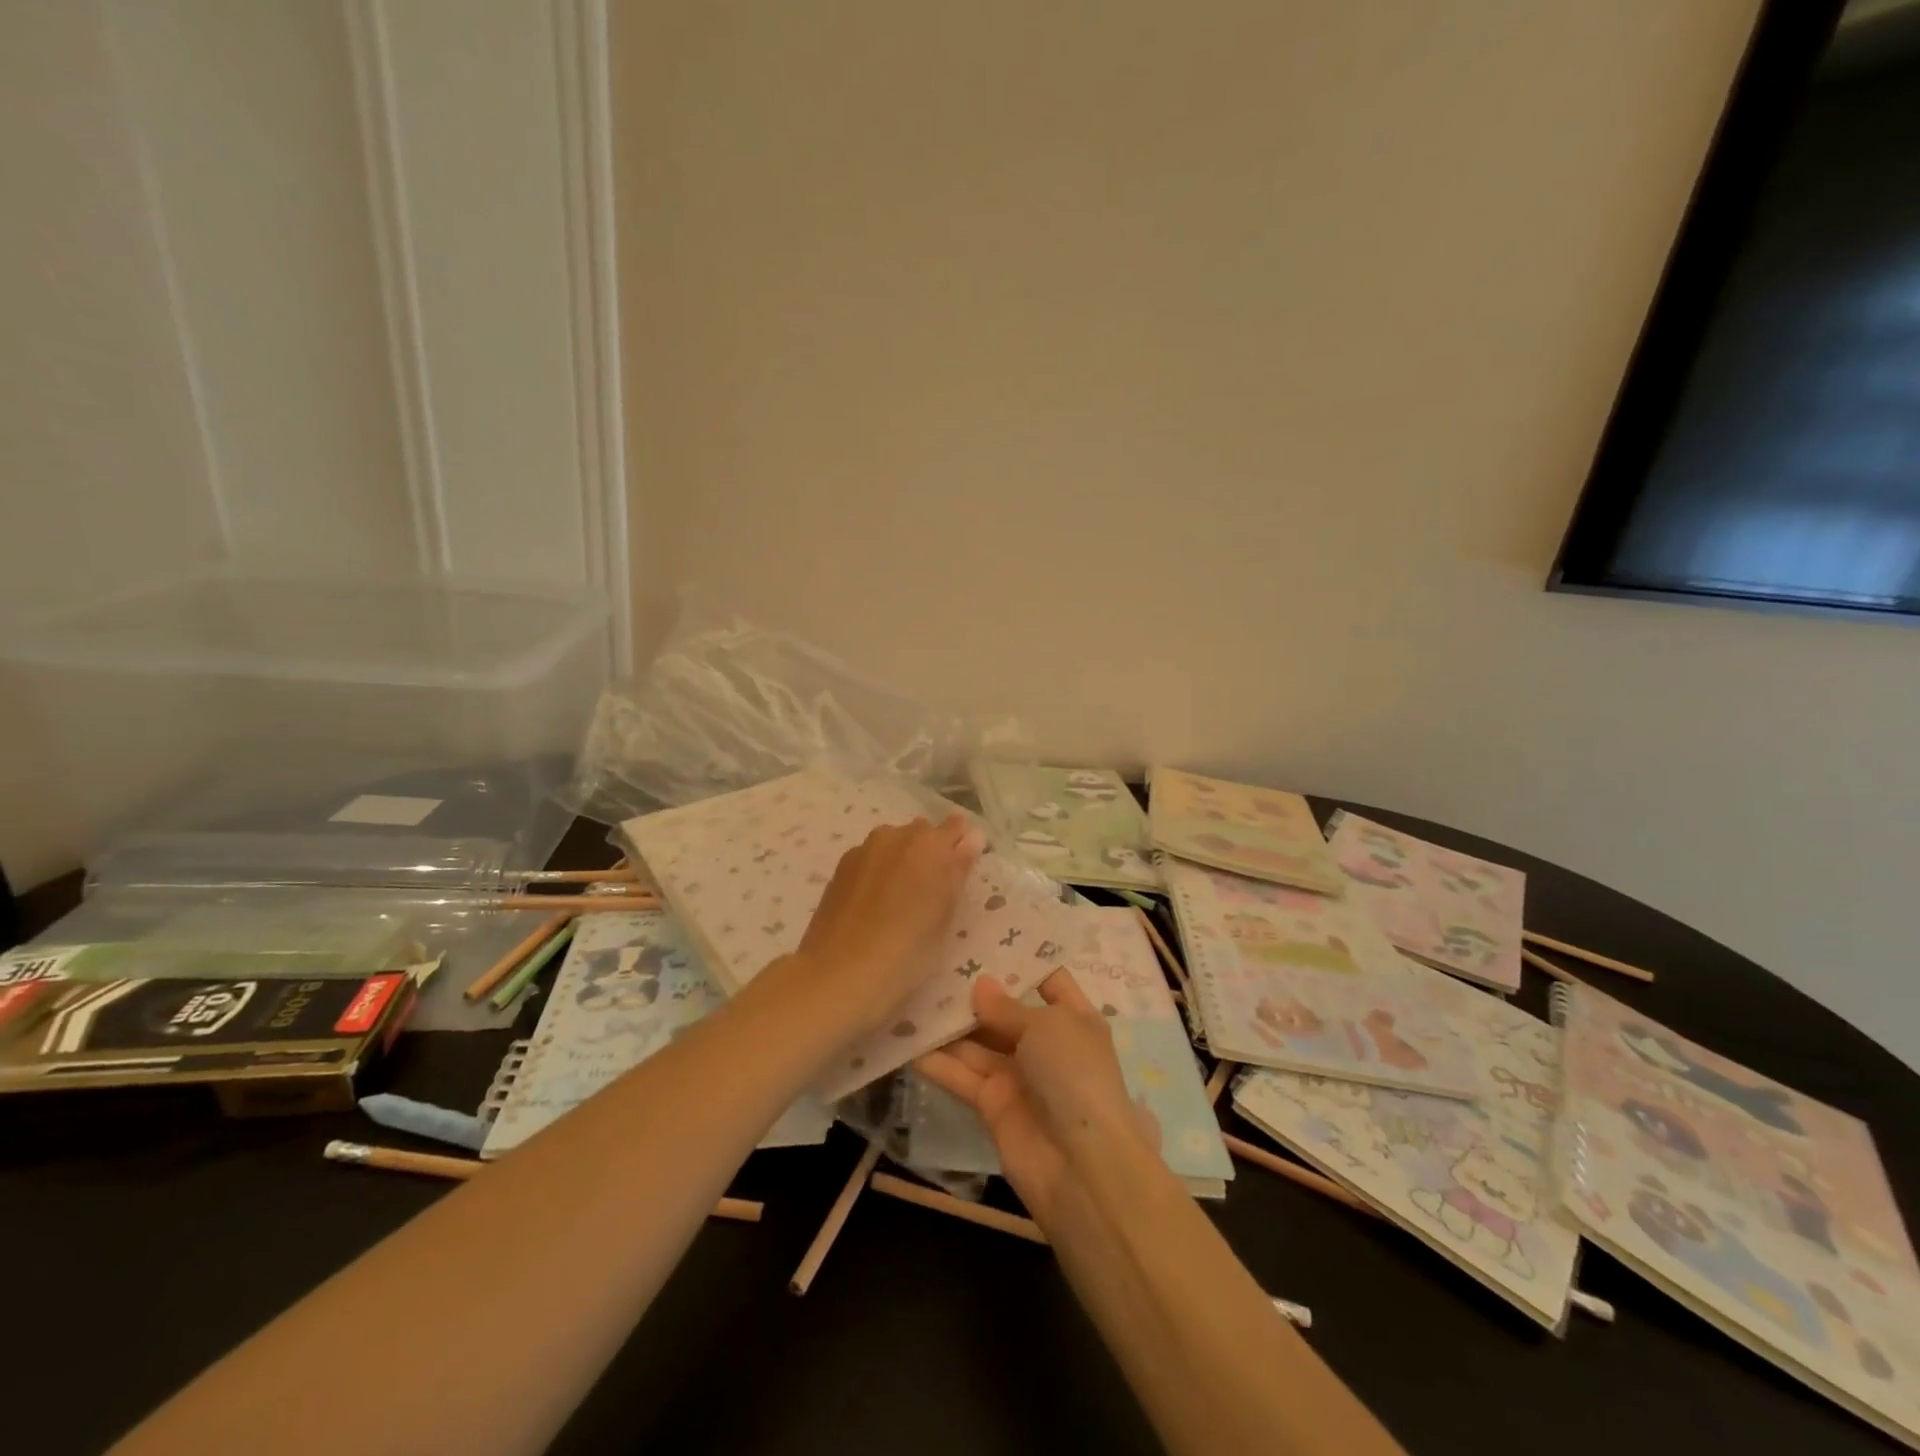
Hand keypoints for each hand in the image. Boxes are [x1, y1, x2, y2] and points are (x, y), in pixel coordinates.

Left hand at [786, 813, 982, 1035]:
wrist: (841, 972)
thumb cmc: (909, 949)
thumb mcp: (946, 913)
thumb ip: (959, 869)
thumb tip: (971, 838)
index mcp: (931, 844)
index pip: (956, 826)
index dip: (960, 844)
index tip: (961, 868)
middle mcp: (897, 835)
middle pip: (922, 832)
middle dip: (930, 852)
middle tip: (931, 890)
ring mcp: (865, 848)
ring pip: (893, 843)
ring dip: (901, 859)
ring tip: (899, 899)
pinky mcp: (842, 865)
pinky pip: (870, 858)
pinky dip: (878, 871)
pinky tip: (874, 904)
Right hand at [916, 972, 1160, 1229]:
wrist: (1080, 1167)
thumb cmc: (1074, 1076)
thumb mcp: (1046, 1028)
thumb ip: (1007, 1007)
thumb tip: (980, 984)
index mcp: (1073, 1018)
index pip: (1047, 979)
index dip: (1020, 959)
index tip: (984, 936)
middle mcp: (1045, 1043)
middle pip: (1004, 1010)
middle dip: (974, 991)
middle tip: (934, 960)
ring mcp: (1018, 1074)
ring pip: (977, 1042)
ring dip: (949, 1024)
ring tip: (911, 992)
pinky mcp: (992, 1104)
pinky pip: (962, 1075)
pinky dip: (937, 1061)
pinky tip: (906, 1041)